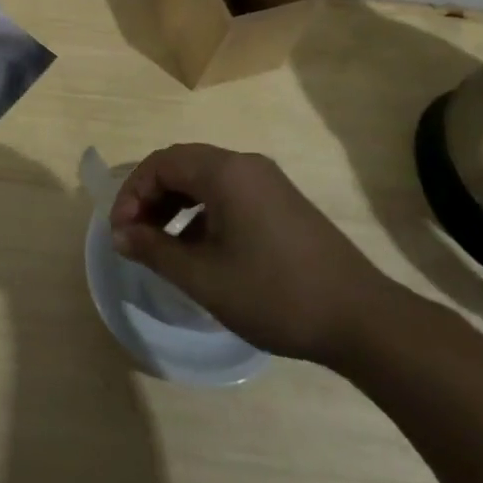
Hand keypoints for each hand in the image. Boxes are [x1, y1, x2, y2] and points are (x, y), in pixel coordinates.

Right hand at [111, 143, 408, 365]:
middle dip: (151, 197)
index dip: (132, 193)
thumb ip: (155, 250)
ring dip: (175, 205)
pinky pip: (229, 194)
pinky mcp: (282, 202)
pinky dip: (203, 213)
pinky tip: (200, 250)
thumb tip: (120, 235)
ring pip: (205, 180)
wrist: (362, 319)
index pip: (161, 163)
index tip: (120, 232)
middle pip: (182, 165)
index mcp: (225, 172)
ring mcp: (268, 182)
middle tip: (134, 235)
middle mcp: (245, 165)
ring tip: (161, 245)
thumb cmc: (274, 294)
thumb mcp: (204, 277)